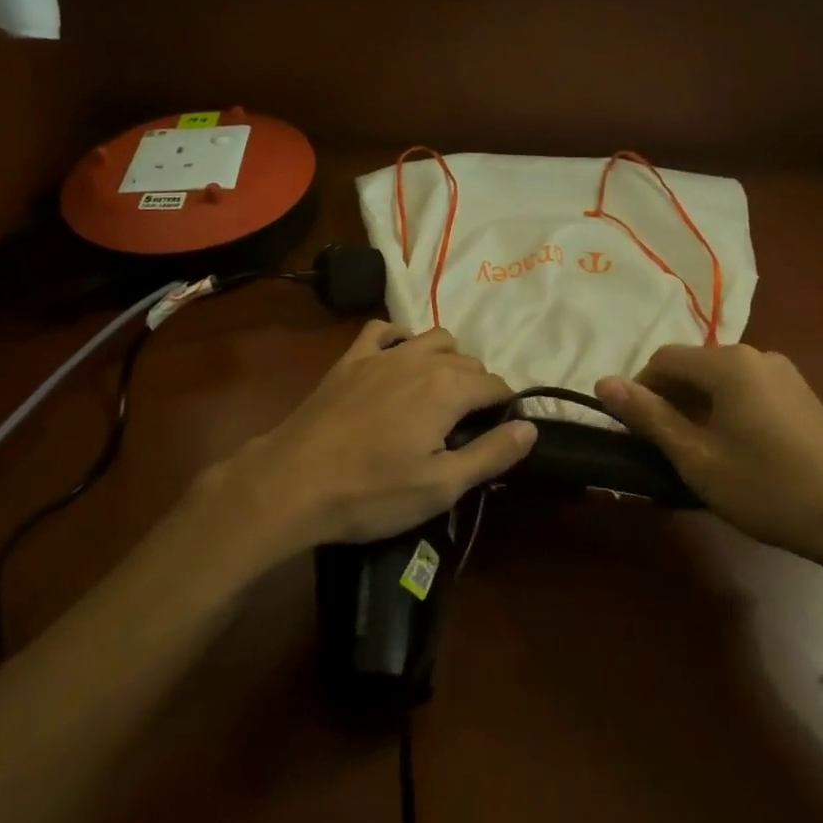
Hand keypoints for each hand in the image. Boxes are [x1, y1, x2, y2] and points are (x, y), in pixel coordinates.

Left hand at [204, 323, 535, 559]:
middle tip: (468, 428)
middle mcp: (421, 359)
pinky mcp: (351, 359)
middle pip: (468, 362)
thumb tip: (530, 427)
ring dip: (447, 360)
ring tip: (440, 395)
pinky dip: (400, 340)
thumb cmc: (372, 491)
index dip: (504, 408)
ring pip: (433, 338)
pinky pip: (383, 330)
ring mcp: (383, 354)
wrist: (293, 482)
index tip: (499, 433)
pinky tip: (398, 361)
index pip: (495, 385)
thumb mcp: (441, 486)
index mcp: (448, 388)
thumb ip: (491, 454)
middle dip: (478, 388)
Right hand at [596, 345, 822, 569]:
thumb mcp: (697, 458)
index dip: (639, 390)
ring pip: (721, 380)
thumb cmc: (767, 488)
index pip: (663, 359)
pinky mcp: (803, 395)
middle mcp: (757, 355)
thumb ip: (649, 416)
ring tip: (697, 452)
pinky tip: (735, 450)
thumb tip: (603, 382)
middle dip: (669, 400)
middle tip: (663, 447)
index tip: (633, 430)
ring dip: (698, 407)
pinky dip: (727, 410)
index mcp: (728, 363)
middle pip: (693, 366)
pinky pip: (748, 390)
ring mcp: (785, 374)